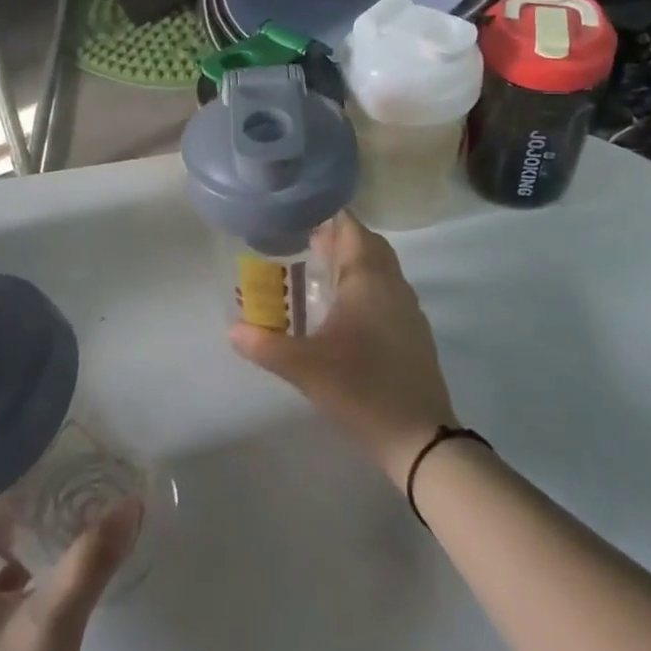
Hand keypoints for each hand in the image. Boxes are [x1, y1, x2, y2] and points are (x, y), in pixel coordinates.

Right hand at [229, 211, 457, 483]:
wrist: (417, 435)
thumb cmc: (360, 387)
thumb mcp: (305, 367)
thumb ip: (265, 345)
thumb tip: (232, 329)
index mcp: (368, 278)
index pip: (351, 227)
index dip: (328, 215)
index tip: (299, 215)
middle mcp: (392, 283)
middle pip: (367, 244)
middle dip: (338, 238)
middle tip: (303, 243)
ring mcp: (407, 307)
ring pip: (380, 268)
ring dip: (352, 263)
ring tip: (317, 273)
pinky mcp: (413, 331)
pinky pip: (387, 291)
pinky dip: (365, 287)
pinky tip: (342, 311)